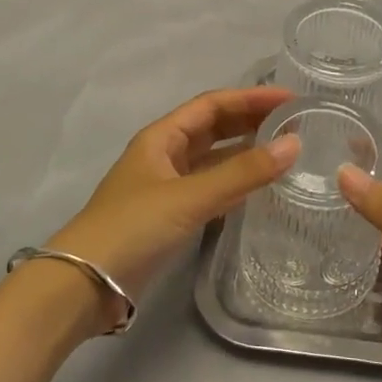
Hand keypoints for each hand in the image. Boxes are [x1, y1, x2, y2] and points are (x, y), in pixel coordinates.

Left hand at [48, 86, 298, 328]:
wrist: (85, 284)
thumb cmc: (134, 227)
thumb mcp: (190, 196)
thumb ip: (243, 172)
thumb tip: (295, 144)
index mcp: (162, 137)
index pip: (212, 104)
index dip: (251, 98)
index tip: (290, 99)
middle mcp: (165, 155)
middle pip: (213, 128)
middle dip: (251, 121)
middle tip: (295, 123)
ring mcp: (167, 186)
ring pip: (213, 159)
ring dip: (245, 152)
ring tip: (286, 151)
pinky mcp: (171, 216)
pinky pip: (211, 188)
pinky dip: (236, 183)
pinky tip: (260, 188)